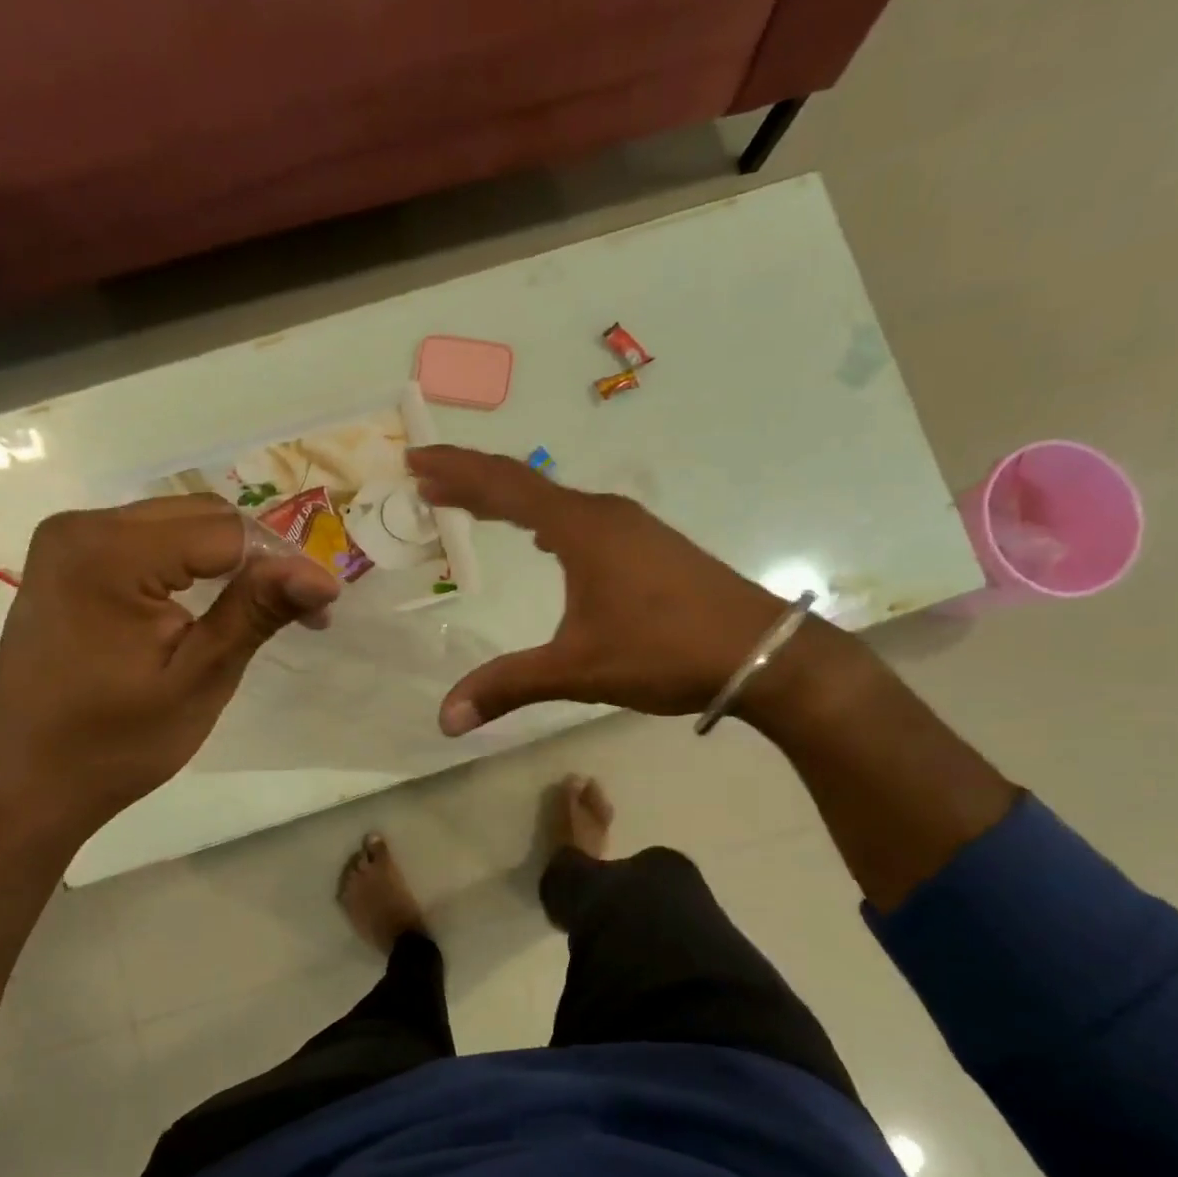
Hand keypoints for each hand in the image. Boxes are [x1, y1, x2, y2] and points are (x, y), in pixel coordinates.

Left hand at [0, 497, 340, 838]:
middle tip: (300, 612)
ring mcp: (68, 541)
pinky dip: (190, 565)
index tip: (321, 611)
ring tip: (264, 609)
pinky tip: (212, 601)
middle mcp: (82, 527)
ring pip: (178, 524)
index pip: (226, 531)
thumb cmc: (114, 743)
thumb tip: (323, 575)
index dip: (283, 564)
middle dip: (259, 557)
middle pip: (202, 516)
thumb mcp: (198, 679)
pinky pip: (148, 542)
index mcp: (109, 552)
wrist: (26, 783)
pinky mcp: (67, 562)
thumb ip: (255, 613)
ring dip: (229, 560)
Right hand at [408, 446, 857, 735]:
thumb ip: (508, 687)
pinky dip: (544, 518)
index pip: (505, 485)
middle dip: (473, 479)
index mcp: (582, 529)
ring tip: (471, 503)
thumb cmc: (665, 653)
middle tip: (428, 477)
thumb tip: (445, 718)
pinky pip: (580, 519)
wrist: (761, 653)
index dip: (456, 470)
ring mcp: (633, 528)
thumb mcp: (578, 671)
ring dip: (510, 499)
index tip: (415, 458)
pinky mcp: (650, 547)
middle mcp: (605, 515)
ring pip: (556, 501)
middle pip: (526, 485)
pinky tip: (542, 538)